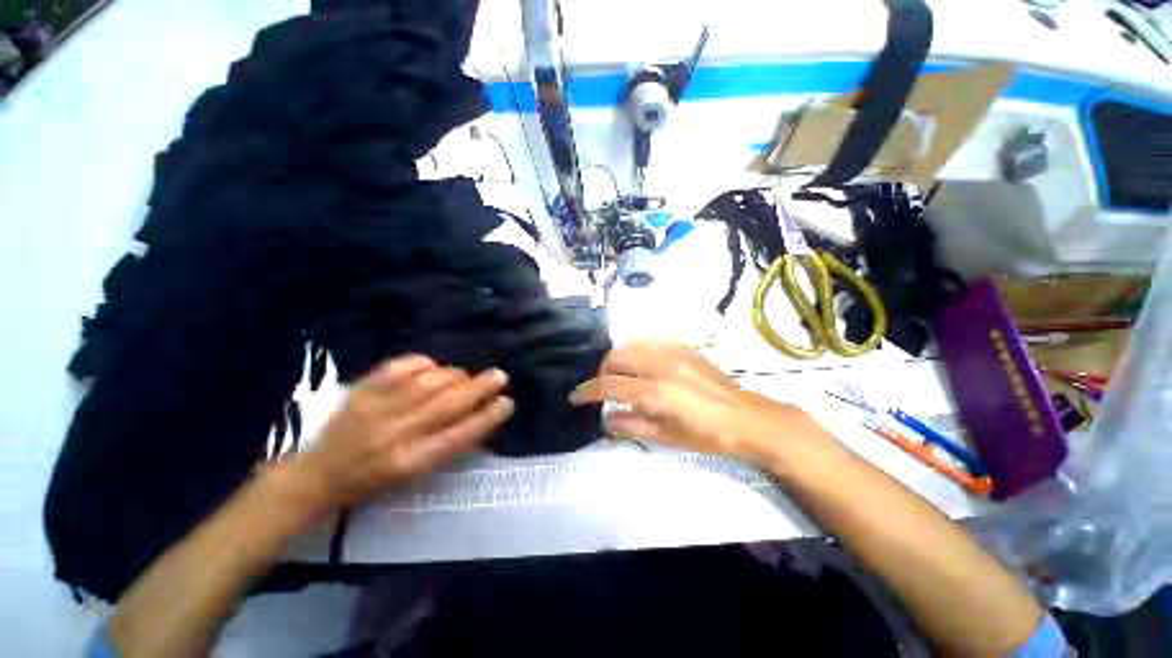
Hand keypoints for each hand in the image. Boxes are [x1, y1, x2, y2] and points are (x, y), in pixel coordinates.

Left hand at [293, 355, 513, 511]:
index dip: (488, 416)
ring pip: (429, 382)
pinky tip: (433, 366)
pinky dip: (423, 363)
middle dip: (481, 387)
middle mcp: (397, 434)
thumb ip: (446, 447)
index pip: (461, 434)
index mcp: (412, 462)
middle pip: (449, 404)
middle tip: (500, 376)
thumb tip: (477, 418)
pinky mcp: (362, 391)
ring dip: (455, 376)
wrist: (317, 476)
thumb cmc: (371, 483)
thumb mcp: (412, 477)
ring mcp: (377, 409)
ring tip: (465, 376)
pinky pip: (400, 367)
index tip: (507, 402)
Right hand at [569, 340, 830, 464]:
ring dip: (617, 358)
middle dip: (601, 372)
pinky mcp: (683, 347)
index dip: (586, 392)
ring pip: (630, 344)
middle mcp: (660, 365)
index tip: (574, 397)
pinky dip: (636, 349)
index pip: (608, 386)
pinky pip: (650, 340)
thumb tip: (604, 419)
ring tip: (620, 374)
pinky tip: (640, 363)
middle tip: (602, 388)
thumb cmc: (707, 436)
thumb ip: (630, 426)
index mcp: (655, 392)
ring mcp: (673, 352)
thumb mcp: (666, 438)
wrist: (747, 418)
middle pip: (616, 357)